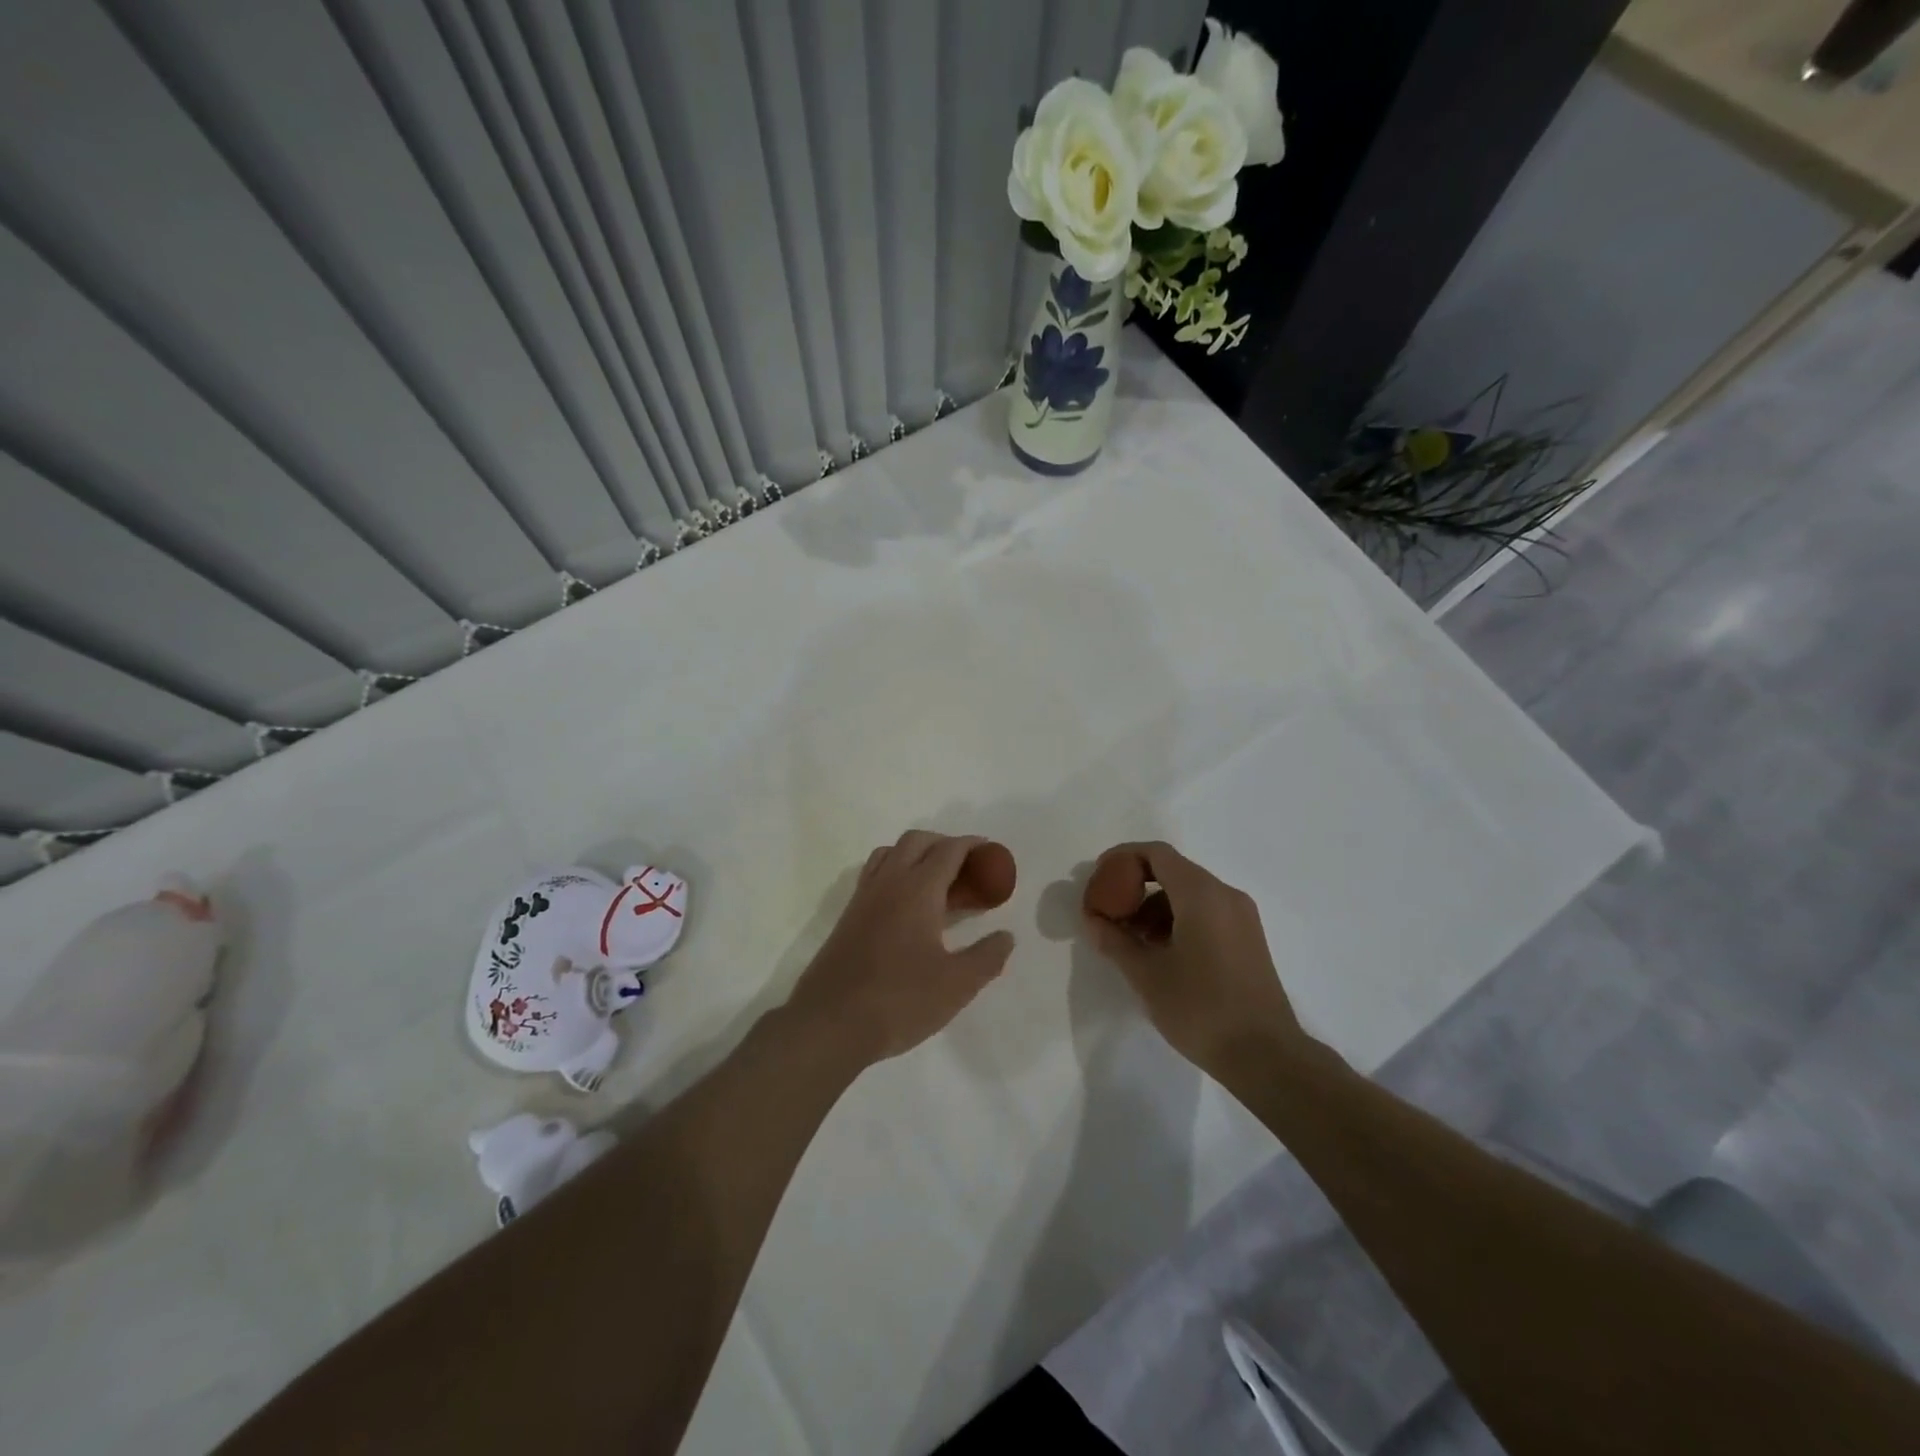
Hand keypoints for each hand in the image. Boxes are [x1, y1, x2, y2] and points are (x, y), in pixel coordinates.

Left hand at [786, 832, 1016, 1068]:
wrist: (830, 1024)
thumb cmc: (899, 1000)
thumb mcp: (957, 985)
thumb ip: (987, 957)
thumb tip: (1006, 936)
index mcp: (917, 890)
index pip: (948, 851)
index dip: (972, 845)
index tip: (991, 853)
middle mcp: (888, 883)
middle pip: (916, 841)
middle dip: (944, 844)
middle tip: (968, 868)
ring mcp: (863, 898)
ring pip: (890, 854)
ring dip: (916, 854)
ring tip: (937, 882)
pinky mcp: (848, 917)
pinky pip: (874, 875)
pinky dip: (895, 872)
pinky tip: (908, 907)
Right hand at [1081, 841, 1305, 1079]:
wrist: (1265, 1056)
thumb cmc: (1200, 1009)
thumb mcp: (1146, 975)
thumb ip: (1115, 940)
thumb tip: (1093, 920)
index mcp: (1201, 894)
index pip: (1156, 854)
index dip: (1123, 859)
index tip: (1099, 879)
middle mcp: (1225, 895)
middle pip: (1172, 871)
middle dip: (1136, 887)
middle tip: (1109, 914)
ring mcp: (1241, 917)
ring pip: (1188, 894)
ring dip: (1154, 907)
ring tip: (1131, 942)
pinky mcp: (1247, 939)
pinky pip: (1205, 912)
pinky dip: (1176, 920)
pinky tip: (1160, 954)